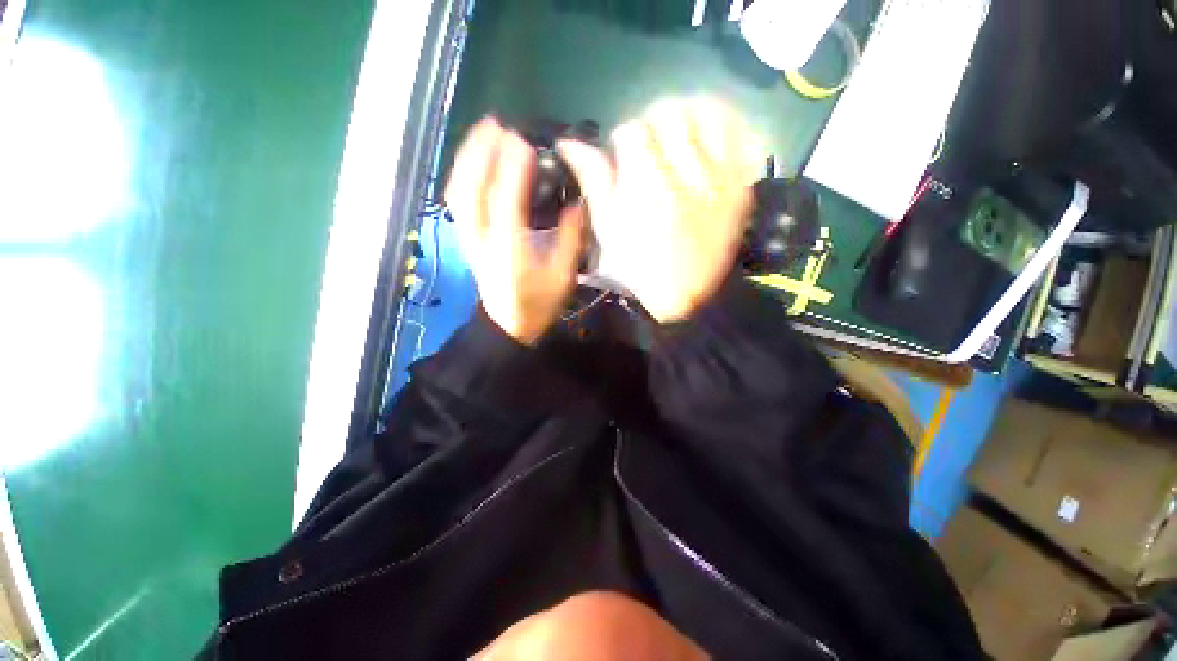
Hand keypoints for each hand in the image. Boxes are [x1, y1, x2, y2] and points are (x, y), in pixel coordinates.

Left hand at [445, 118, 583, 344]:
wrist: (509, 324)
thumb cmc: (538, 303)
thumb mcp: (563, 276)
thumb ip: (571, 238)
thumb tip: (578, 203)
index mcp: (510, 249)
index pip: (506, 202)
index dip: (512, 169)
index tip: (523, 141)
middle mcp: (482, 239)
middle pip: (472, 189)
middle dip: (482, 153)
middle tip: (498, 123)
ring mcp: (469, 237)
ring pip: (459, 191)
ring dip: (468, 157)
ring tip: (484, 132)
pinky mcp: (466, 238)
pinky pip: (458, 199)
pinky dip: (463, 174)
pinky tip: (474, 160)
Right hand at [558, 98, 757, 322]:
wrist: (685, 297)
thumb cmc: (638, 266)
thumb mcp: (608, 228)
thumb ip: (593, 180)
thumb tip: (569, 143)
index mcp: (646, 187)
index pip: (631, 131)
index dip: (622, 141)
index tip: (623, 158)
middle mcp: (685, 176)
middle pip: (668, 113)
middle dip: (652, 126)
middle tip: (650, 148)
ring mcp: (719, 179)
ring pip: (707, 112)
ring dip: (687, 117)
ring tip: (680, 138)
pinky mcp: (740, 186)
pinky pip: (740, 135)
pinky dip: (723, 126)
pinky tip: (708, 139)